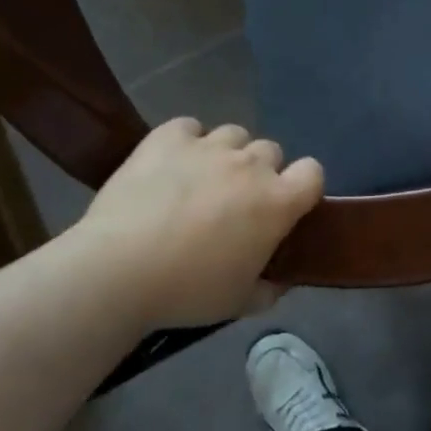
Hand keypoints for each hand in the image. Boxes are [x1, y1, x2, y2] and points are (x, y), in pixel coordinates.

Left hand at [76, 119, 323, 326]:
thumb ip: (268, 289)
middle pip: (271, 151)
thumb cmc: (187, 291)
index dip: (302, 186)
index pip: (313, 172)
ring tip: (201, 180)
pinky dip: (185, 141)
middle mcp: (251, 165)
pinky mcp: (168, 138)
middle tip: (235, 202)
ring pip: (233, 134)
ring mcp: (209, 146)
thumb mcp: (238, 303)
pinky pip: (189, 127)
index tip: (285, 207)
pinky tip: (170, 164)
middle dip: (259, 172)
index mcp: (277, 202)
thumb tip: (278, 282)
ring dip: (226, 154)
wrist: (118, 271)